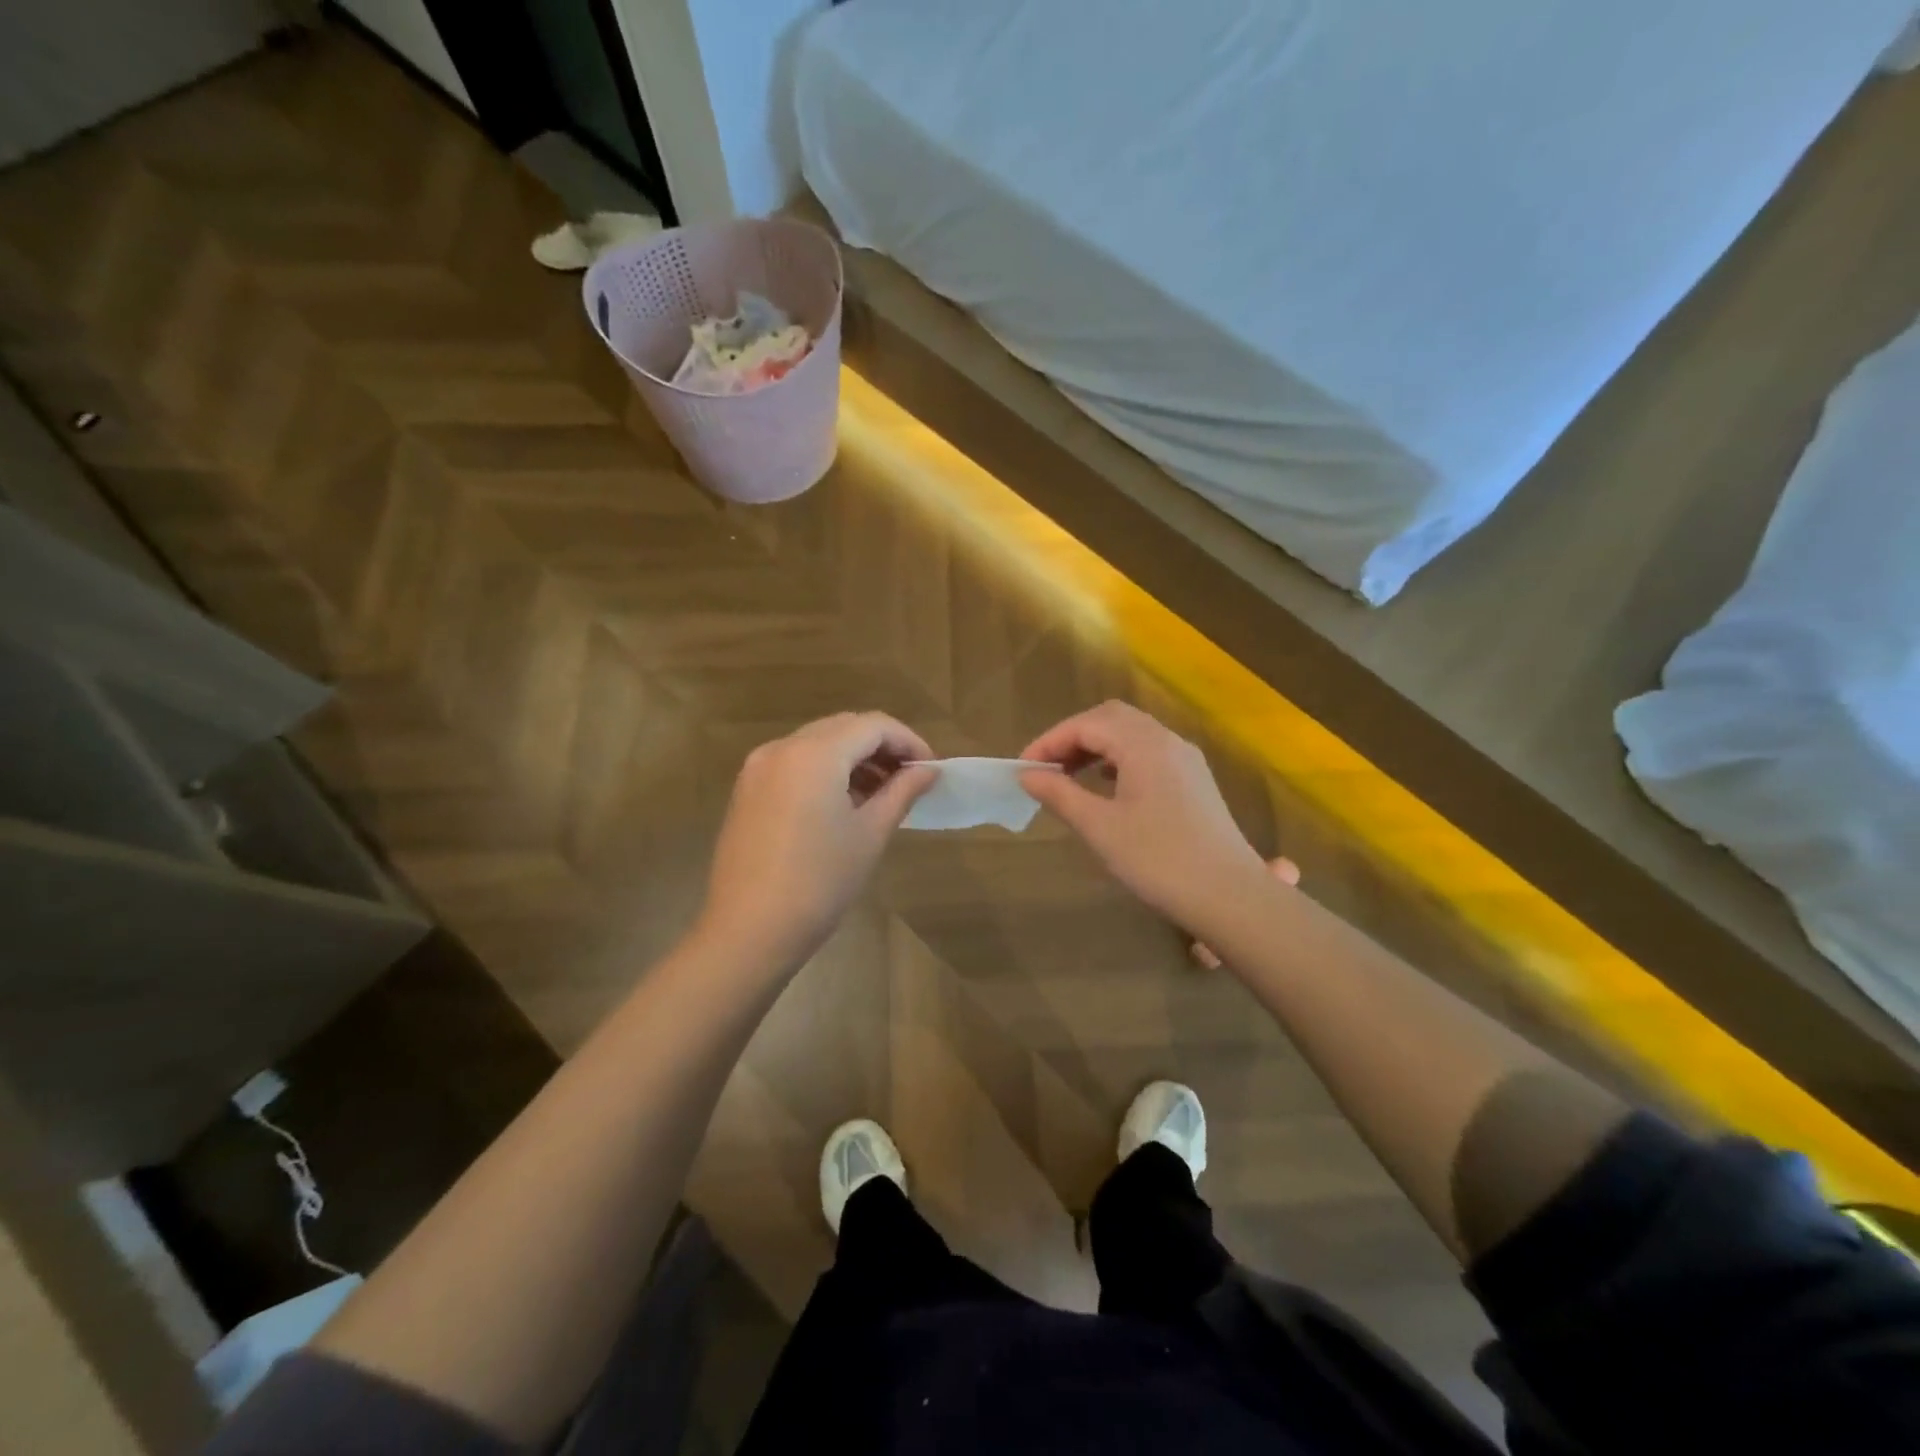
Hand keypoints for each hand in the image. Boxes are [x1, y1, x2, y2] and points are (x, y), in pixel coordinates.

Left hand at [696, 713, 936, 969]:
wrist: (749, 931)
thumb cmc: (820, 883)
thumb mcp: (870, 834)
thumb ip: (902, 792)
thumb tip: (928, 770)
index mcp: (814, 753)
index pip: (873, 725)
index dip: (908, 740)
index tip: (931, 768)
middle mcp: (782, 747)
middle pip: (844, 728)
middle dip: (881, 746)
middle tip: (910, 778)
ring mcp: (758, 768)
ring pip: (818, 743)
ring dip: (853, 758)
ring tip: (882, 793)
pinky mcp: (747, 790)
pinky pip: (795, 763)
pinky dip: (825, 770)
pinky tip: (844, 803)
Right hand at [1019, 701, 1267, 926]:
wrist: (1230, 896)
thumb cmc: (1158, 860)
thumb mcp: (1100, 828)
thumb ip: (1060, 794)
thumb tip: (1028, 775)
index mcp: (1143, 744)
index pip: (1086, 724)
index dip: (1049, 742)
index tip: (1022, 769)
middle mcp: (1167, 740)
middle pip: (1110, 718)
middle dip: (1072, 737)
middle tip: (1045, 768)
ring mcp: (1185, 759)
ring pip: (1131, 733)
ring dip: (1096, 746)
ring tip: (1069, 776)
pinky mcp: (1194, 779)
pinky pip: (1148, 751)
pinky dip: (1118, 758)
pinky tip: (1106, 786)